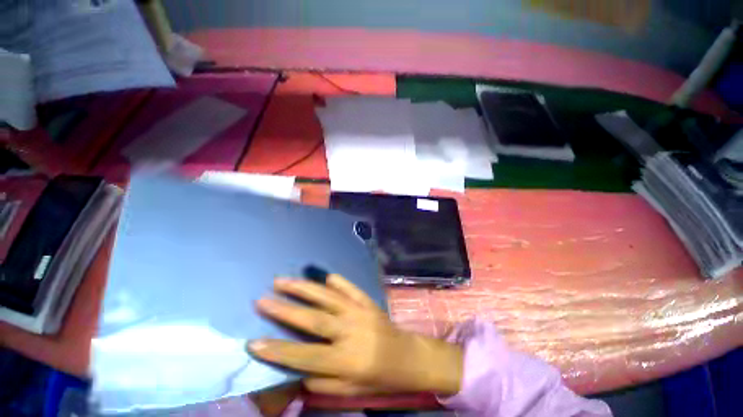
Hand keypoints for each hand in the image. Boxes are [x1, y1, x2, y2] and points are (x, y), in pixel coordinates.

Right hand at [247, 275, 462, 395]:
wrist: (407, 356)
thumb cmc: (378, 378)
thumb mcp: (349, 391)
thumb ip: (322, 380)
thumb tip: (298, 366)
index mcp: (344, 360)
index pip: (304, 356)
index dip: (277, 351)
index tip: (253, 342)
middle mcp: (349, 331)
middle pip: (313, 319)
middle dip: (285, 310)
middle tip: (262, 300)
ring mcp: (359, 312)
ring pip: (327, 298)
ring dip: (304, 289)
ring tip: (283, 281)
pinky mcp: (367, 301)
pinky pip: (349, 288)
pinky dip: (337, 281)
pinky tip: (325, 276)